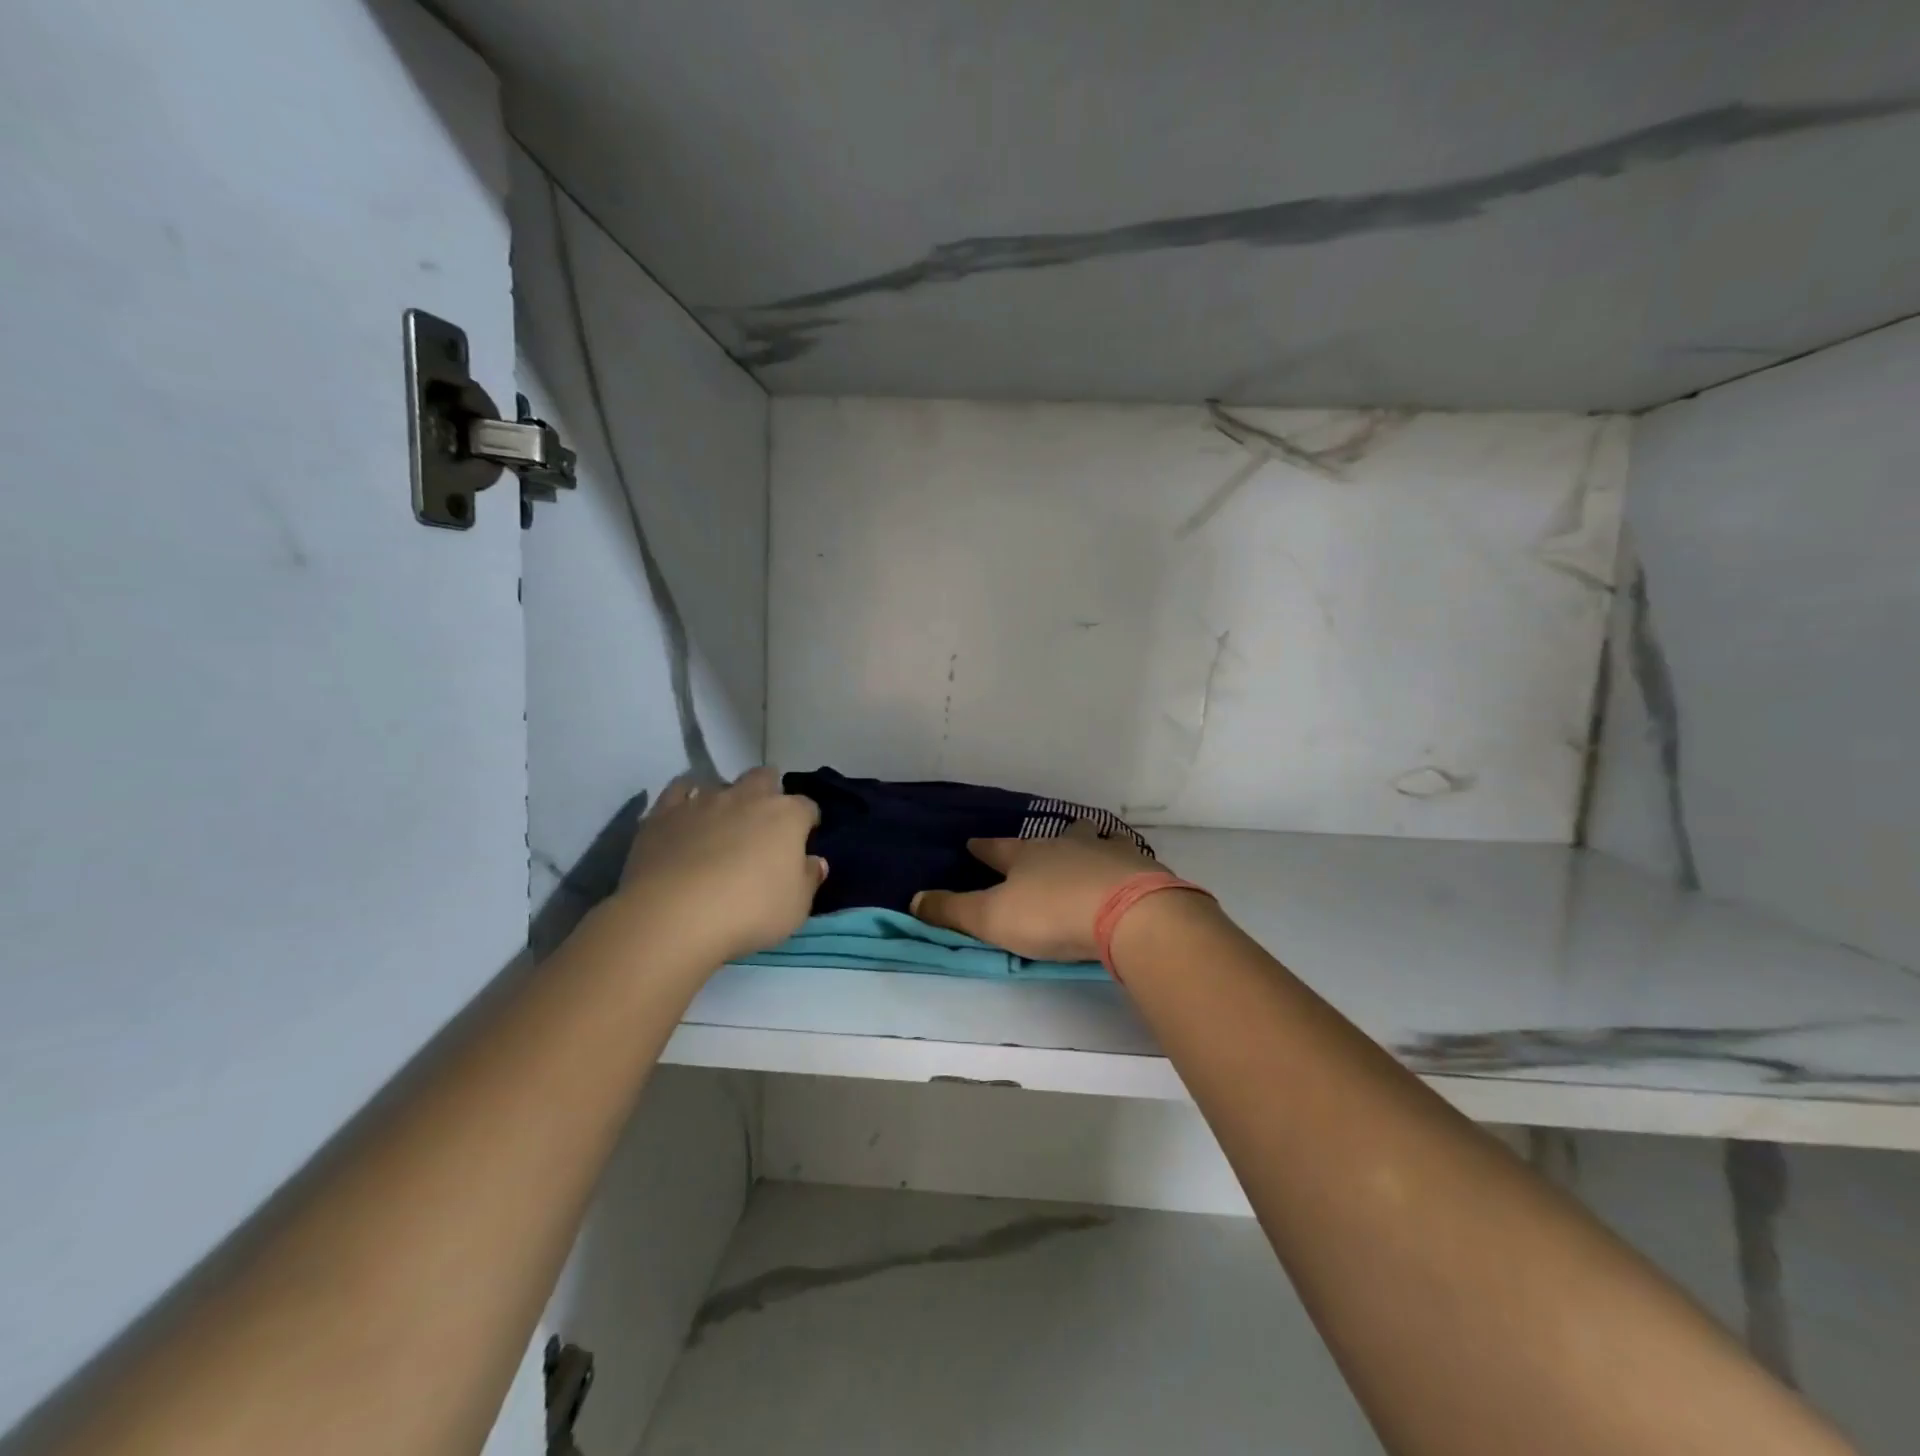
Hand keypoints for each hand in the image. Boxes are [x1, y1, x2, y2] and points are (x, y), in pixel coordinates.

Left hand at [614, 768, 825, 966]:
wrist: (674, 915)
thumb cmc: (749, 911)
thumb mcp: (796, 907)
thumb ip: (808, 879)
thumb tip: (814, 861)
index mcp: (786, 816)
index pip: (807, 807)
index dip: (807, 822)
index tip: (803, 840)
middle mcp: (747, 797)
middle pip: (764, 777)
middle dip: (768, 792)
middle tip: (763, 823)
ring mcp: (703, 801)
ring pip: (721, 784)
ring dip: (726, 799)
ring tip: (721, 825)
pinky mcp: (664, 813)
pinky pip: (678, 791)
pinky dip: (685, 798)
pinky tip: (685, 815)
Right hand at [910, 820, 1166, 961]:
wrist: (1128, 912)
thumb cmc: (1052, 913)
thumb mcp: (992, 918)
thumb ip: (953, 911)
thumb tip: (914, 899)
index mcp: (1028, 856)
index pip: (998, 849)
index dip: (985, 849)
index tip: (973, 843)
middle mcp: (1066, 846)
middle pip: (1053, 838)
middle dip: (1044, 842)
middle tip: (1044, 844)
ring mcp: (1107, 853)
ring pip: (1095, 842)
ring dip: (1088, 846)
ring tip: (1090, 851)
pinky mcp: (1142, 870)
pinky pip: (1128, 862)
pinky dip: (1123, 867)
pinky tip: (1127, 875)